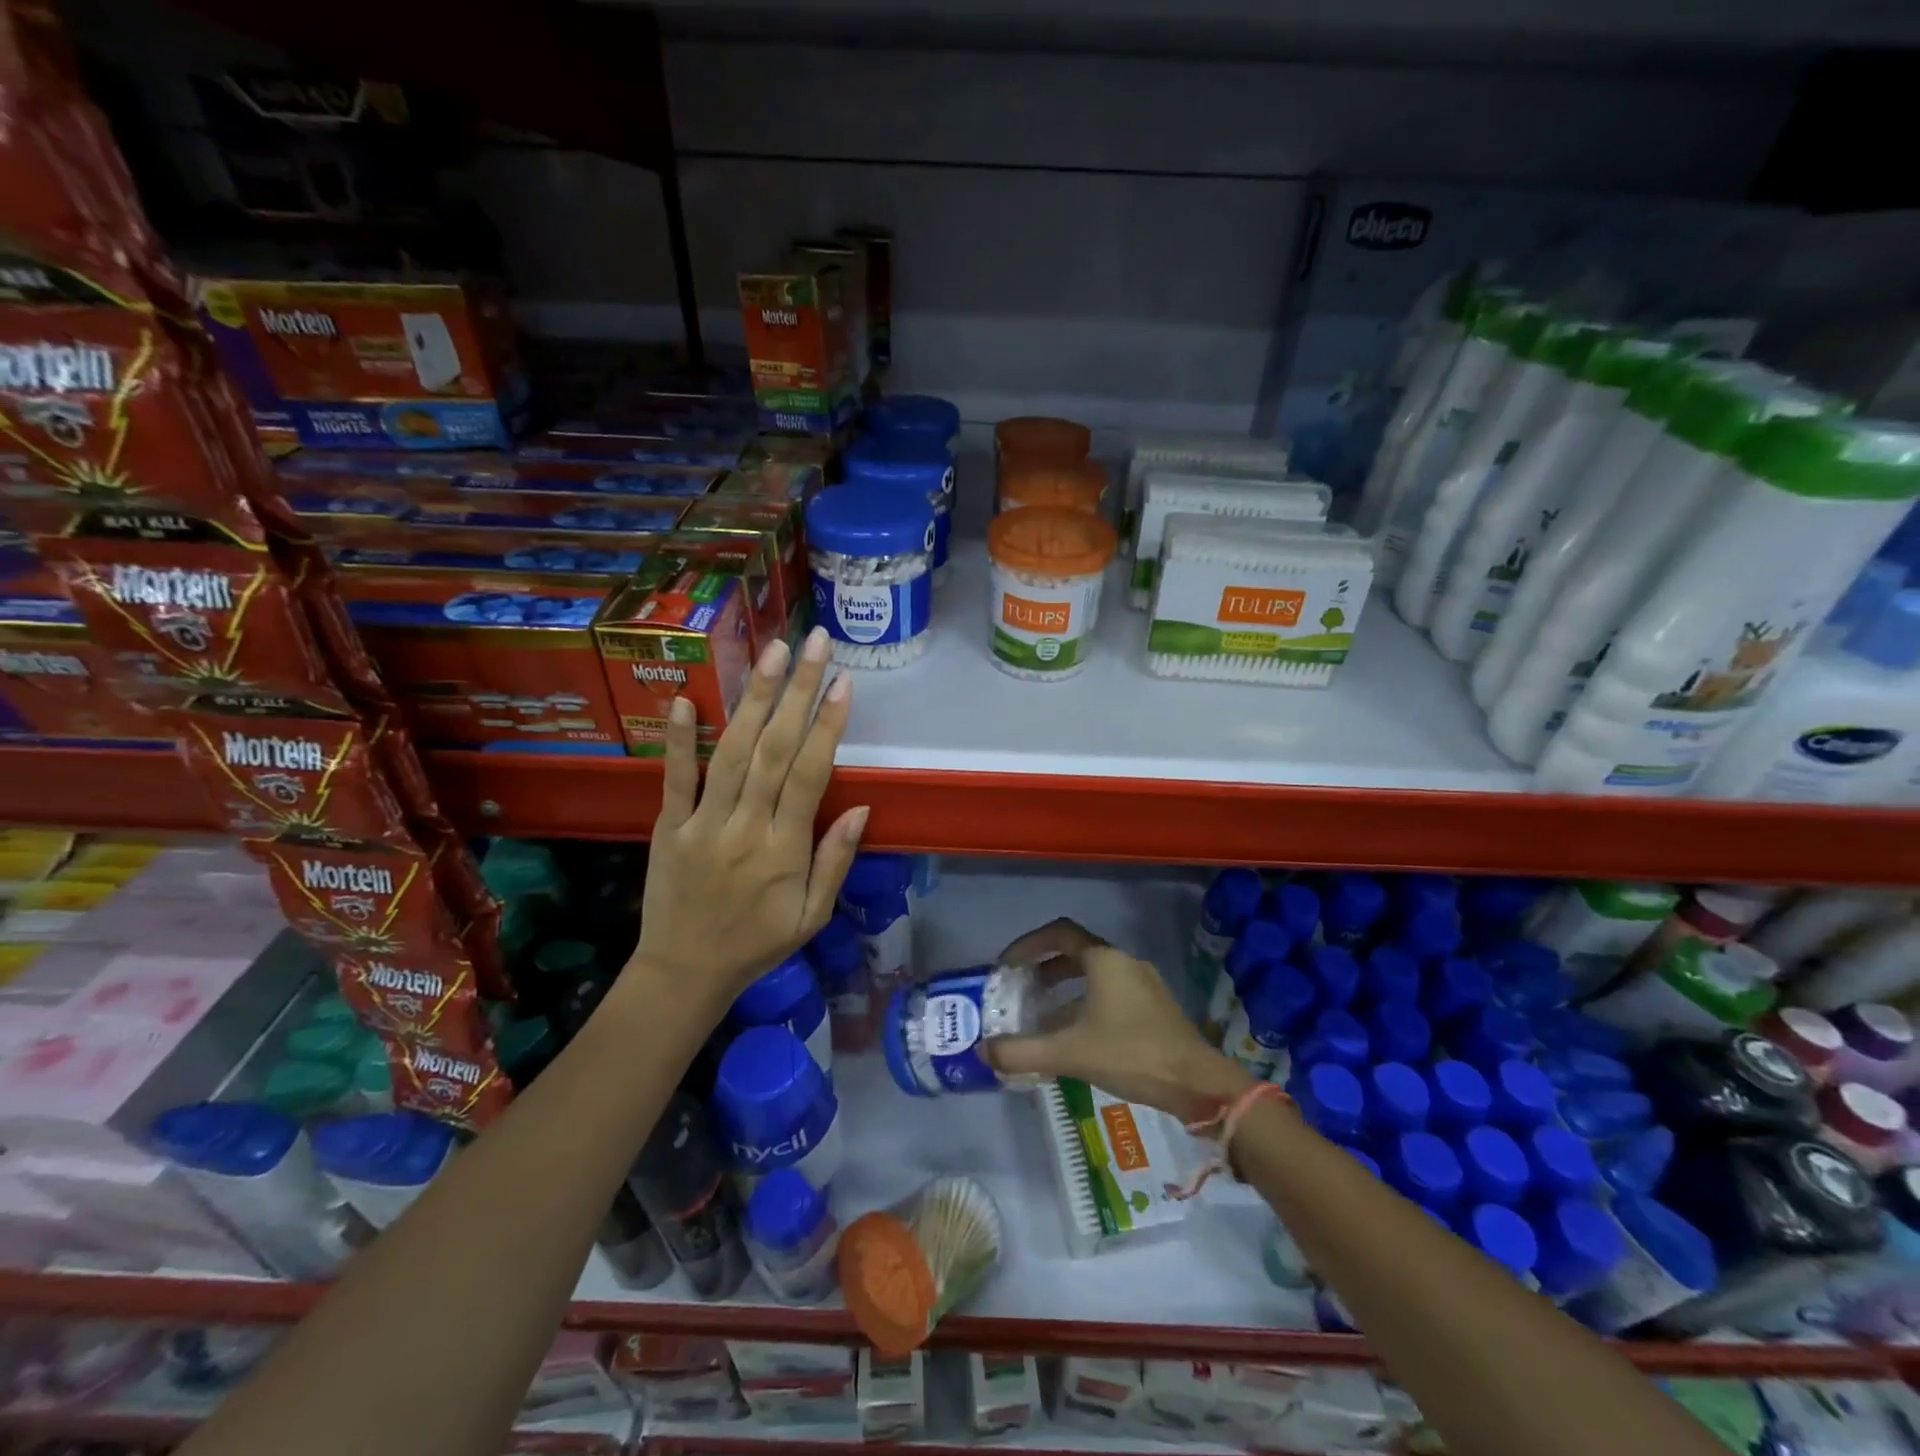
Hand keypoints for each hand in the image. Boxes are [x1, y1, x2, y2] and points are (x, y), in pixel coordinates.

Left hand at [628, 626, 867, 1017]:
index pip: (810, 775)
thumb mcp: (812, 917)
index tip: (842, 682)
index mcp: (784, 850)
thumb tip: (861, 808)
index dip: (827, 726)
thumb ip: (835, 861)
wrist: (684, 974)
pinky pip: (674, 778)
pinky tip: (688, 698)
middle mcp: (745, 827)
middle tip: (812, 643)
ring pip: (731, 753)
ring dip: (752, 700)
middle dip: (796, 691)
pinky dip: (679, 739)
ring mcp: (702, 824)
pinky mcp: (668, 826)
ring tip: (770, 653)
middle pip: (775, 750)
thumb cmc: (758, 944)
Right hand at [983, 919, 1252, 1122]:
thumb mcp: (1070, 1053)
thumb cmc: (1131, 1054)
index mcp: (1104, 960)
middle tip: (1020, 987)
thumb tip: (984, 1051)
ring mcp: (1142, 984)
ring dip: (1064, 988)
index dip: (1028, 944)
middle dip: (1044, 967)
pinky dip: (1084, 1003)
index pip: (1059, 933)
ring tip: (1041, 1014)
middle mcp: (1124, 963)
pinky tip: (1074, 1036)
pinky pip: (1110, 993)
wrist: (1198, 1084)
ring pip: (1094, 975)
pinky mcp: (1153, 1007)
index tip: (1007, 964)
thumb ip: (1023, 1051)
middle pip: (1076, 952)